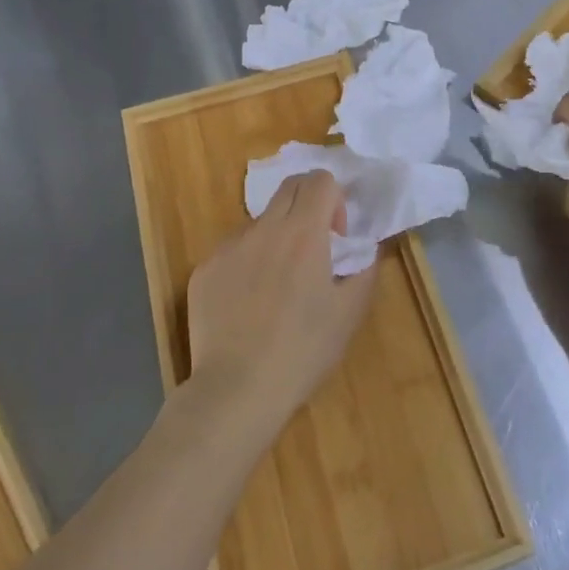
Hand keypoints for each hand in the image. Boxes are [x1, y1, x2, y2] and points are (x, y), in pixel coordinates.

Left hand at [184, 170, 377, 429]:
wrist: (237, 389)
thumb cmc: (302, 352)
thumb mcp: (350, 314)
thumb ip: (364, 270)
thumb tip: (364, 249)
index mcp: (303, 234)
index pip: (320, 180)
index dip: (335, 199)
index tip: (336, 236)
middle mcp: (263, 229)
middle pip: (289, 187)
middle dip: (308, 204)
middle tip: (313, 247)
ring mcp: (228, 247)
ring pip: (259, 222)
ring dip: (276, 238)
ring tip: (277, 287)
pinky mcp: (204, 269)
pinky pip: (232, 251)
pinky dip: (247, 263)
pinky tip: (247, 306)